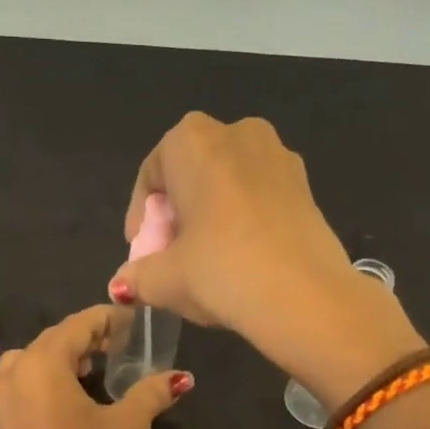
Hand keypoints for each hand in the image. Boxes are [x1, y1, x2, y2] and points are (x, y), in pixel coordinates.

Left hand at [0, 304, 191, 428]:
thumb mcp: (128, 428)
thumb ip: (151, 394)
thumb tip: (180, 378)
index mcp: (41, 366)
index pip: (76, 326)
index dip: (105, 319)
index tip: (129, 321)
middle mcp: (10, 378)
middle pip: (47, 343)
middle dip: (81, 340)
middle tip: (113, 347)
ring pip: (25, 368)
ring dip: (55, 364)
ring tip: (86, 376)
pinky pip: (14, 397)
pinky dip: (37, 391)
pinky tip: (61, 414)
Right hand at [108, 113, 420, 389]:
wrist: (306, 296)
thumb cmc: (221, 271)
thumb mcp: (165, 279)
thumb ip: (137, 276)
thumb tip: (122, 285)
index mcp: (193, 141)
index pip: (152, 174)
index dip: (141, 217)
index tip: (142, 252)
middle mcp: (237, 132)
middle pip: (191, 173)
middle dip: (177, 212)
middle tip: (171, 255)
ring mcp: (279, 154)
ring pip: (228, 182)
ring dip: (211, 215)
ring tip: (206, 259)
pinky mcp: (306, 184)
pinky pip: (259, 195)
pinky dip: (243, 219)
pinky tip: (242, 257)